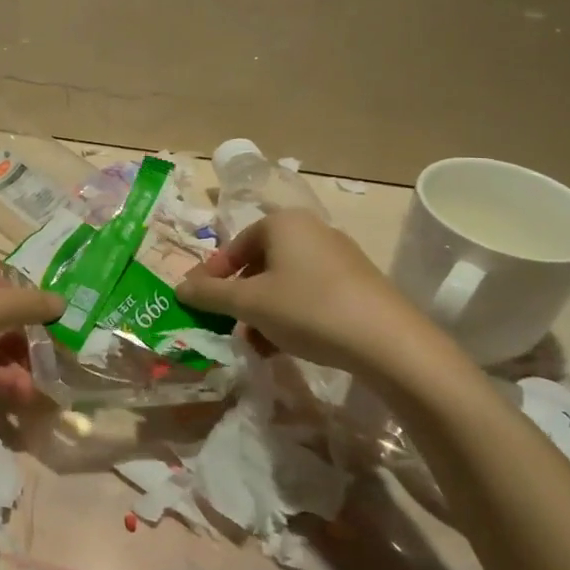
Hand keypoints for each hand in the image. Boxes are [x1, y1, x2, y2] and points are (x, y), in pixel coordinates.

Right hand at [175, 210, 440, 377]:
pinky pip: (311, 293)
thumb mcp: (249, 303)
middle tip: (229, 325)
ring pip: (285, 282)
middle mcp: (311, 230)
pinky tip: (287, 346)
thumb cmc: (308, 309)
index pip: (234, 246)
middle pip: (260, 263)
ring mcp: (339, 256)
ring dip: (264, 311)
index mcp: (282, 223)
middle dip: (240, 297)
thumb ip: (210, 294)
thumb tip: (180, 287)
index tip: (201, 304)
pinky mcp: (359, 284)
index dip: (213, 276)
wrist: (390, 343)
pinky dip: (292, 315)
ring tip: (257, 344)